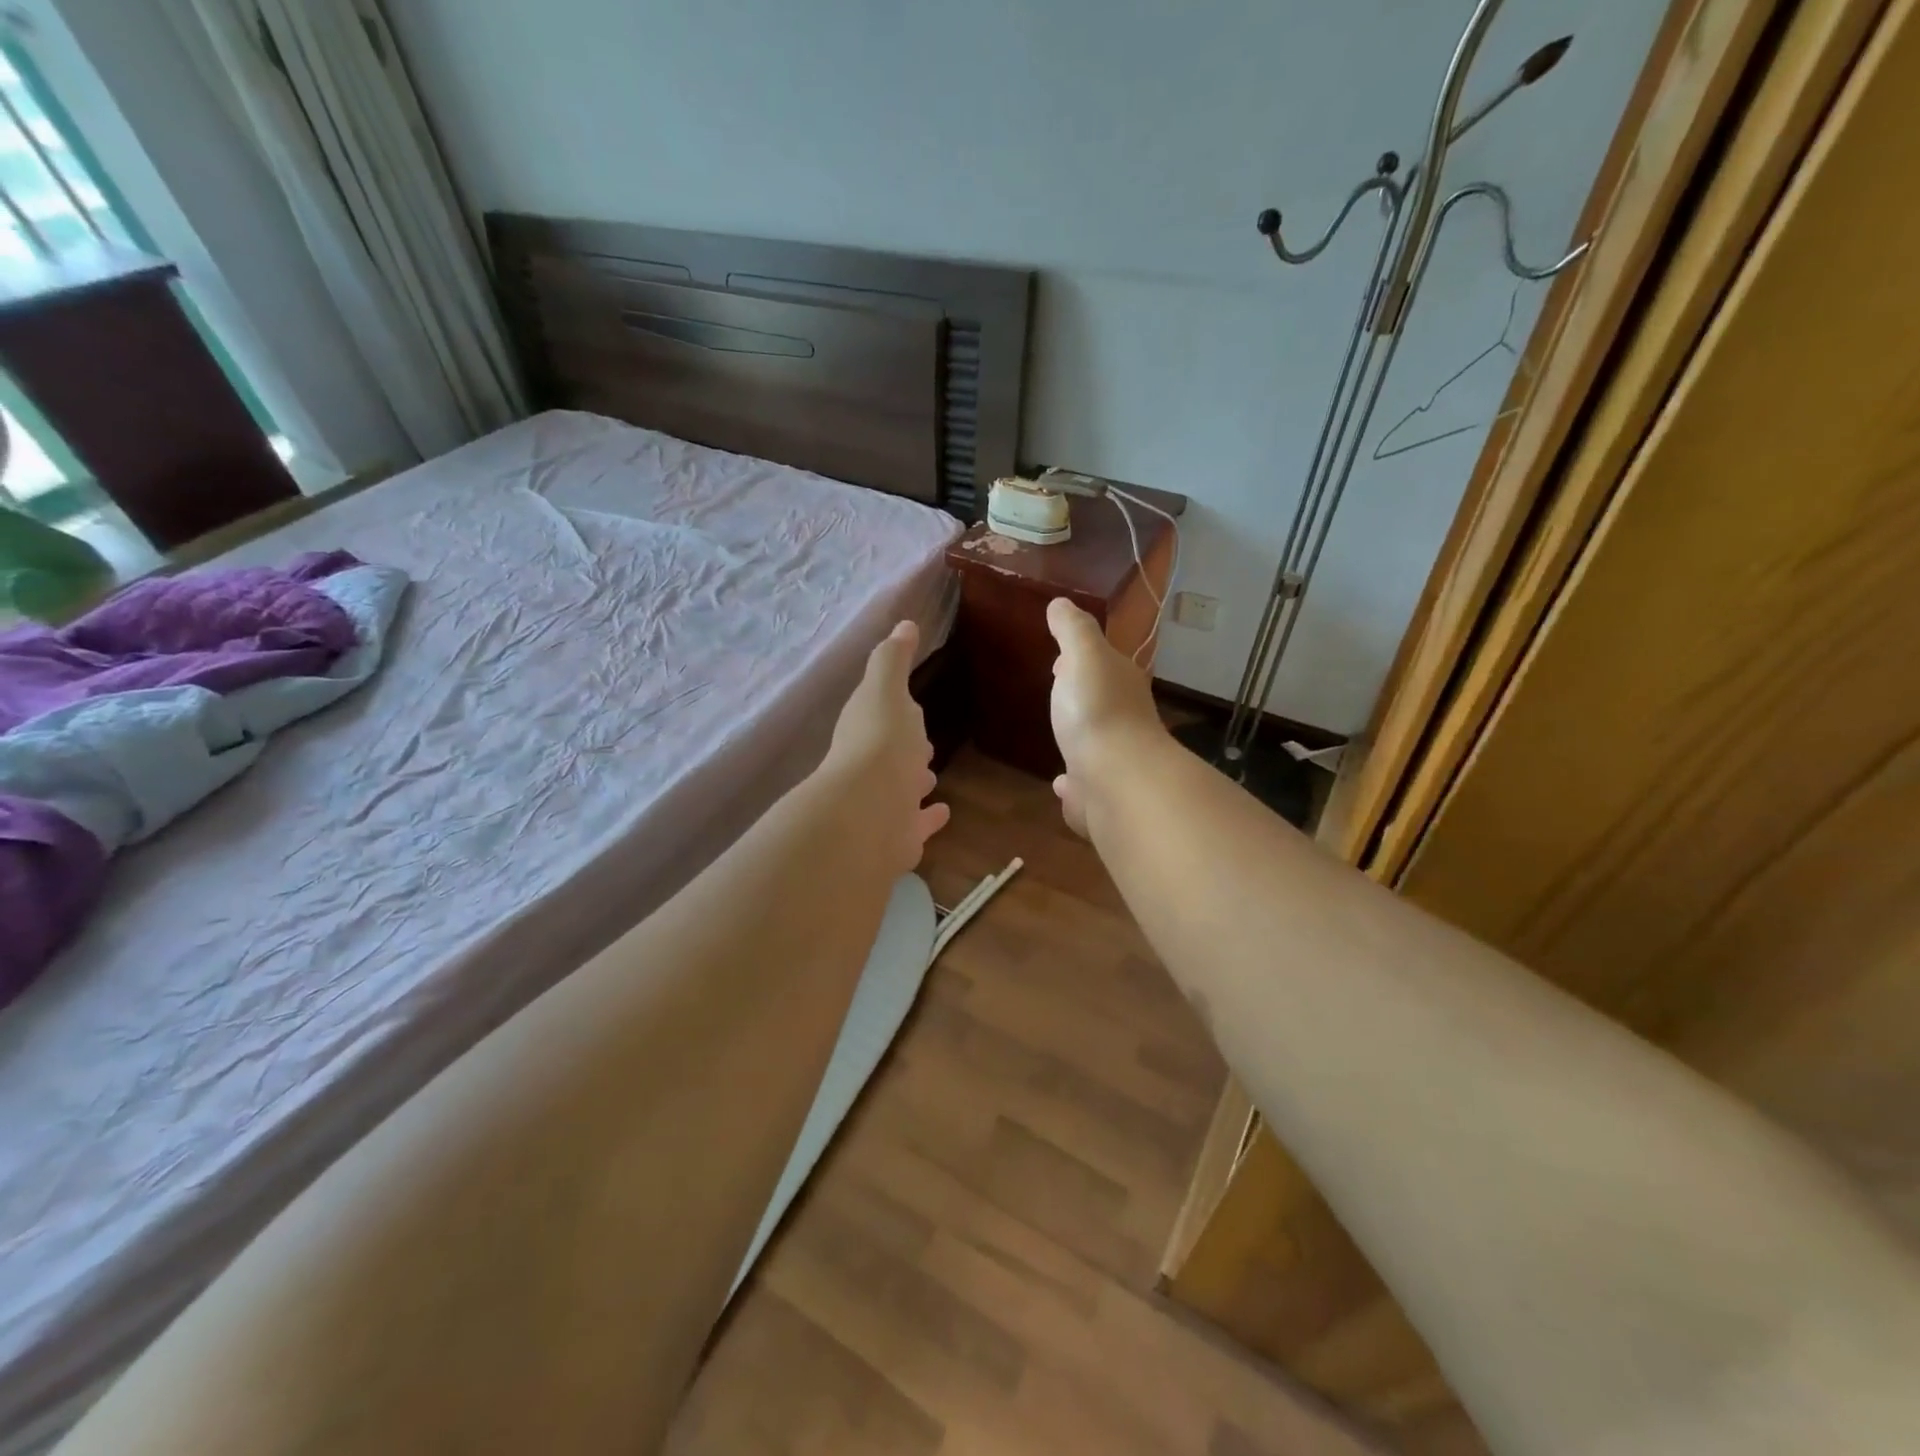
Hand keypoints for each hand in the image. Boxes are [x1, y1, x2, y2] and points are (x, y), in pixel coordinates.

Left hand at [824, 621, 950, 871]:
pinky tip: (944, 813)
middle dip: (906, 748)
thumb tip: (903, 624)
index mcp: (866, 730)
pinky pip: (918, 824)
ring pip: (902, 790)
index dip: (896, 711)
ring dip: (914, 781)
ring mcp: (884, 805)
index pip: (882, 717)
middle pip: (891, 755)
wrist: (870, 812)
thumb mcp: (886, 689)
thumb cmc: (880, 742)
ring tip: (930, 776)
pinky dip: (929, 818)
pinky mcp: (899, 837)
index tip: (911, 706)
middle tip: (923, 745)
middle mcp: (870, 768)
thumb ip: (893, 659)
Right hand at [1047, 597, 1165, 836]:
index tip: (1060, 660)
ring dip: (1081, 738)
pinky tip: (1062, 784)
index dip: (1082, 659)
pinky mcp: (1102, 796)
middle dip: (1081, 698)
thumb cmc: (1097, 710)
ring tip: (1060, 737)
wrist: (1116, 780)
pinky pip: (1085, 783)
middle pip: (1101, 702)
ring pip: (1095, 744)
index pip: (1104, 664)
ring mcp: (1114, 760)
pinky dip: (1074, 782)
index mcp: (1121, 684)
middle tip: (1058, 695)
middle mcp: (1125, 721)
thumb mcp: (1083, 656)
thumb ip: (1072, 630)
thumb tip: (1061, 603)